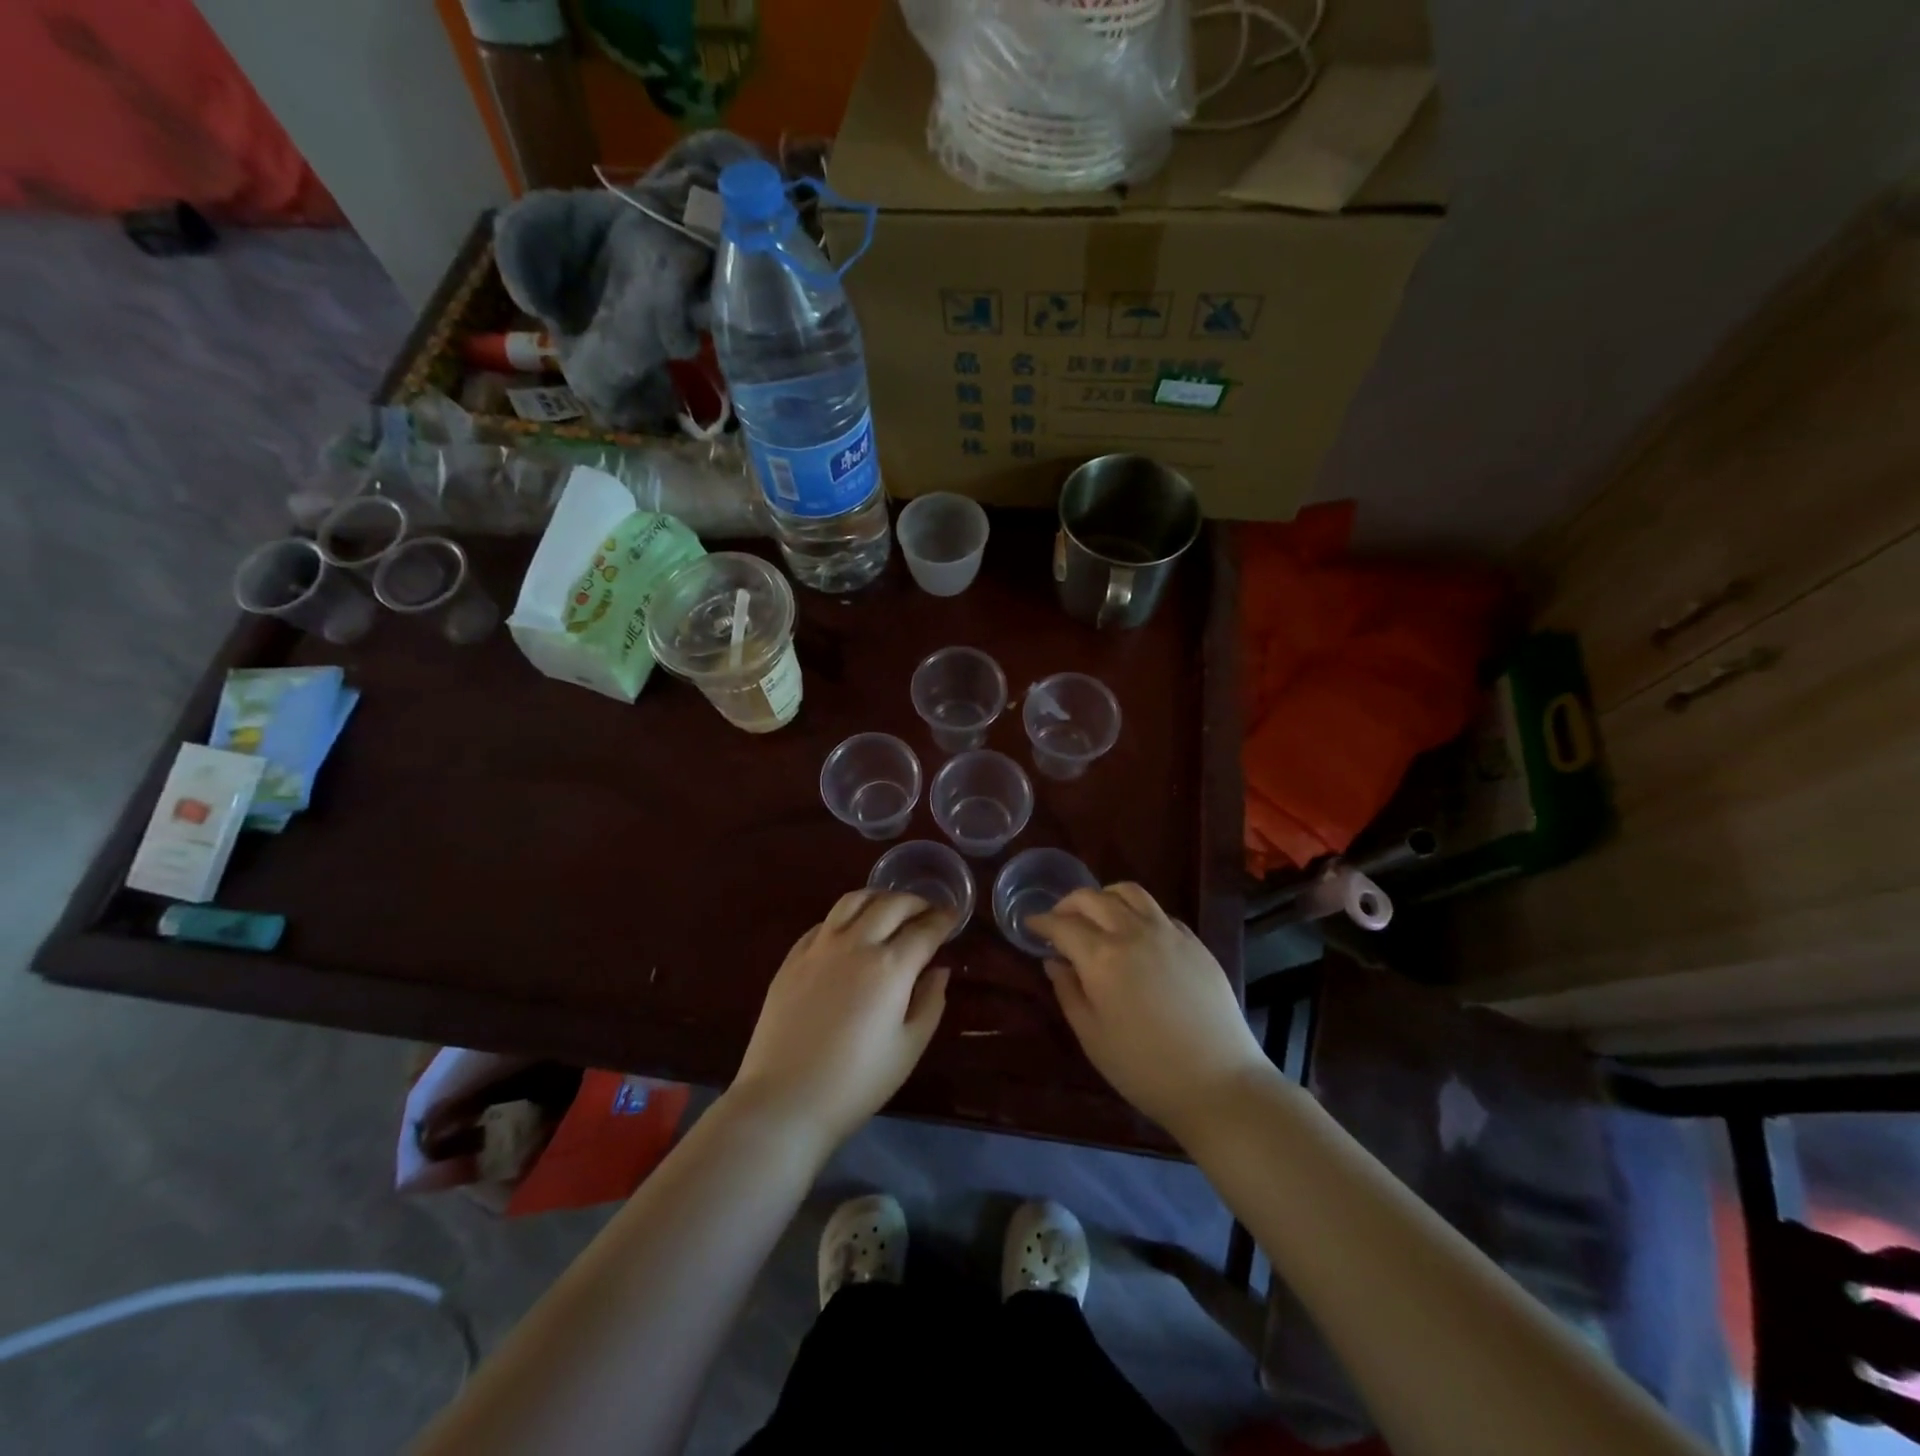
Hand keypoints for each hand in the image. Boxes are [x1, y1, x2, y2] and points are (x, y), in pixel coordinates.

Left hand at [729, 891, 953, 1149]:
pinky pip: (824, 921)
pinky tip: (850, 930)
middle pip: (891, 904)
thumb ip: (930, 1002)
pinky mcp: (793, 957)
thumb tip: (939, 970)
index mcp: (890, 966)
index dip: (944, 919)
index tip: (954, 916)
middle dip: (916, 902)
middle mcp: (856, 944)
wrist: (785, 1099)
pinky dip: (846, 916)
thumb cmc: (856, 1082)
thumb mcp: (909, 1048)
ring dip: (879, 897)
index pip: (925, 929)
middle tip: (928, 911)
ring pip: (854, 900)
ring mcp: (819, 947)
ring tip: (890, 908)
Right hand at [1029, 883, 1267, 1138]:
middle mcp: (1133, 932)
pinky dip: (1137, 913)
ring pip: (1129, 893)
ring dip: (1104, 897)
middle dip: (1068, 904)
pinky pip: (1158, 911)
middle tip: (1059, 921)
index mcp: (1102, 957)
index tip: (1030, 925)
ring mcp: (1168, 932)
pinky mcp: (1194, 942)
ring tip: (1097, 916)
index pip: (1062, 925)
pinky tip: (1136, 935)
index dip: (1041, 922)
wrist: (1219, 1082)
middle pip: (1093, 898)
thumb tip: (1055, 961)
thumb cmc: (1144, 1068)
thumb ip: (1068, 991)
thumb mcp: (1092, 1036)